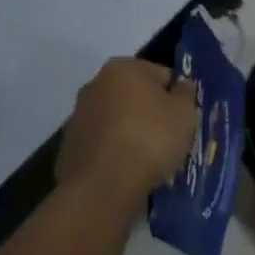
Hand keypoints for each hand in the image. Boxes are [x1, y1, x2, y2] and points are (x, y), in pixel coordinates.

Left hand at [56, 58, 198, 213]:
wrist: (103, 187)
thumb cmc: (150, 139)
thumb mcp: (185, 113)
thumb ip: (186, 93)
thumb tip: (181, 86)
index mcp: (123, 67)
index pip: (161, 75)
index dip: (176, 98)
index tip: (182, 121)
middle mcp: (95, 84)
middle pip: (135, 96)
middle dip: (150, 113)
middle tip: (168, 139)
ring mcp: (78, 116)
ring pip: (117, 120)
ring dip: (131, 132)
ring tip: (148, 160)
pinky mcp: (69, 146)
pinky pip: (102, 144)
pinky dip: (114, 152)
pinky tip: (126, 171)